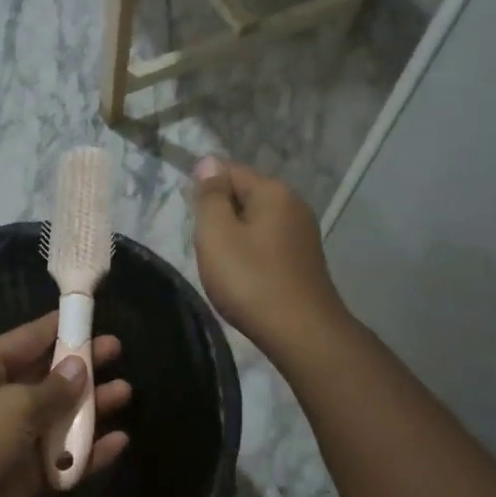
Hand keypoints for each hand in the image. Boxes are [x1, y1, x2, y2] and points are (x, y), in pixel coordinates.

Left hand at [0, 314, 131, 496]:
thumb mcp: (13, 406)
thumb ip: (53, 388)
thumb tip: (79, 367)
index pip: (27, 339)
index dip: (60, 327)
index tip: (91, 315)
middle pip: (46, 376)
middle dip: (81, 366)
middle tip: (117, 351)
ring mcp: (10, 439)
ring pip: (58, 417)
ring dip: (90, 407)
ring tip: (125, 393)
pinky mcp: (23, 476)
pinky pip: (61, 457)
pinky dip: (87, 451)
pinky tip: (118, 442)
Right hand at [190, 156, 346, 355]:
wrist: (302, 333)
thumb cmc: (251, 280)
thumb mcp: (217, 234)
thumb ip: (210, 196)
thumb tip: (208, 163)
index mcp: (273, 191)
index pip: (228, 170)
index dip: (203, 189)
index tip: (191, 220)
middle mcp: (293, 204)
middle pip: (244, 195)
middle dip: (219, 216)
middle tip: (204, 248)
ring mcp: (302, 233)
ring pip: (255, 222)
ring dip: (234, 238)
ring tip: (221, 266)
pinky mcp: (304, 259)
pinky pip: (267, 244)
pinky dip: (250, 255)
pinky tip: (244, 278)